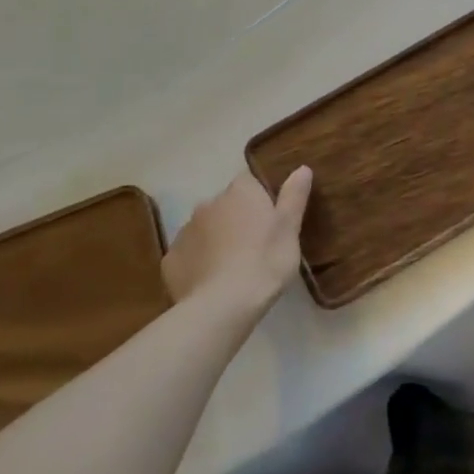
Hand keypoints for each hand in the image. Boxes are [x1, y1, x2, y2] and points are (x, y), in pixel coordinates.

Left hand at [162, 167, 312, 314]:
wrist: (222, 306)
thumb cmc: (265, 262)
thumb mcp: (289, 229)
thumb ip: (294, 196)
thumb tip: (302, 167)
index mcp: (240, 192)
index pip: (250, 181)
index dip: (261, 196)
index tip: (271, 216)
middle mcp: (209, 203)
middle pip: (226, 205)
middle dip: (238, 218)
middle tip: (256, 245)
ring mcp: (185, 230)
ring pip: (206, 229)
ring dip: (217, 239)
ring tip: (234, 267)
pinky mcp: (171, 259)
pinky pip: (189, 254)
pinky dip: (199, 262)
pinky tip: (211, 282)